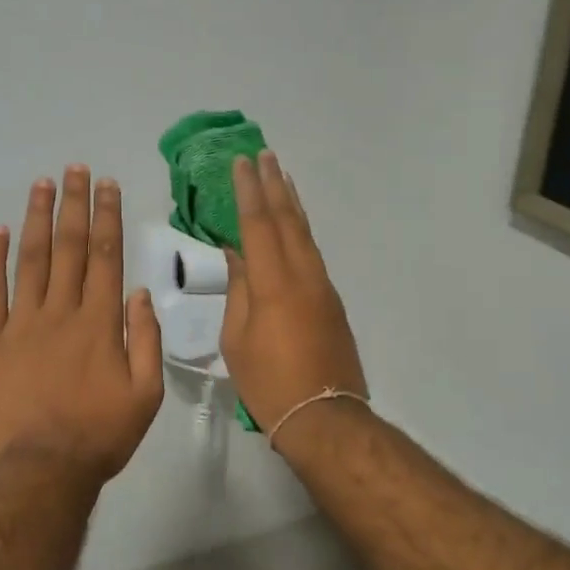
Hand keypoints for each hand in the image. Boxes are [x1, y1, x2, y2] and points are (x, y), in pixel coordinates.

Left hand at [0, 166, 164, 481]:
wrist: (42, 469)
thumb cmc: (101, 435)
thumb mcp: (146, 394)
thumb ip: (146, 340)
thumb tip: (139, 293)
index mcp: (100, 323)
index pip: (107, 257)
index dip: (108, 217)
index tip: (107, 185)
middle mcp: (61, 312)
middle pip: (70, 248)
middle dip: (74, 204)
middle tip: (74, 169)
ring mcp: (20, 324)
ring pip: (31, 260)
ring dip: (37, 219)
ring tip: (41, 184)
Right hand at [221, 151, 366, 439]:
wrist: (324, 414)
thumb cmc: (269, 382)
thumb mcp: (237, 339)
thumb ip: (238, 291)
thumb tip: (237, 255)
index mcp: (272, 285)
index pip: (258, 226)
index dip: (249, 193)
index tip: (242, 163)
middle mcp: (302, 276)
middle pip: (287, 220)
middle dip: (274, 186)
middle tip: (265, 155)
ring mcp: (322, 286)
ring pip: (305, 234)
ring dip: (292, 202)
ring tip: (282, 176)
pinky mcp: (332, 300)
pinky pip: (313, 253)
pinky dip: (301, 230)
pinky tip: (294, 224)